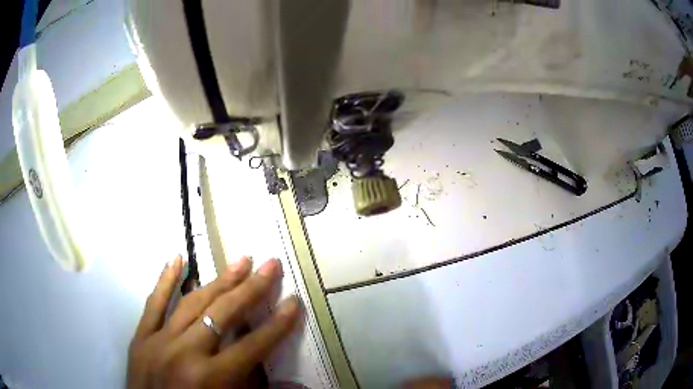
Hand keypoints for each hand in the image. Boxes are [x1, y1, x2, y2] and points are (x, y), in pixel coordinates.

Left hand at [127, 255, 300, 387]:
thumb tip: (299, 386)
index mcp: (213, 378)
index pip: (254, 345)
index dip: (277, 324)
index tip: (294, 301)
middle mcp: (187, 354)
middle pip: (224, 314)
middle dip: (251, 289)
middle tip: (269, 264)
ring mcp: (160, 341)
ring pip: (192, 303)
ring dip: (219, 281)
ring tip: (239, 261)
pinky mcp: (141, 337)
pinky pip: (153, 304)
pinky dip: (164, 280)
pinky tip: (176, 258)